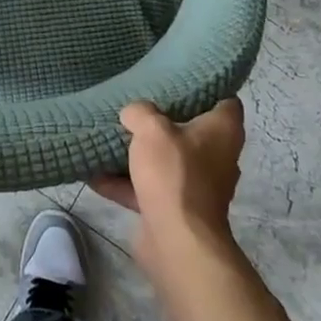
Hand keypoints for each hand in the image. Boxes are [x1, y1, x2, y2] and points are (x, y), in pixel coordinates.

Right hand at [90, 100, 243, 271]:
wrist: (177, 242)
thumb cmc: (174, 174)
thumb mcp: (151, 129)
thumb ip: (140, 112)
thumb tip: (133, 113)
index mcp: (223, 131)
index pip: (225, 100)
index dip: (206, 87)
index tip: (179, 78)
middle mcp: (216, 157)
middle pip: (192, 130)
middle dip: (164, 120)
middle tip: (138, 104)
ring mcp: (197, 186)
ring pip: (167, 161)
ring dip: (141, 154)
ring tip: (111, 136)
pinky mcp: (177, 210)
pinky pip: (148, 189)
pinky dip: (125, 184)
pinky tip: (94, 173)